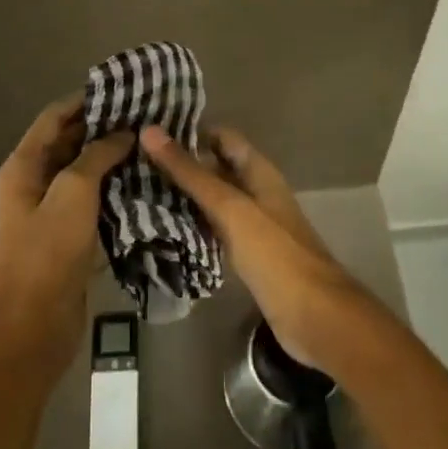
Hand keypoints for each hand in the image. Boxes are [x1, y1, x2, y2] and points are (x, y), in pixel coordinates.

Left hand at [0, 95, 131, 386]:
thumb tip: (123, 133)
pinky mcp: (68, 233)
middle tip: (146, 116)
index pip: (55, 116)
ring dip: (112, 157)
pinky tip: (145, 180)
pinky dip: (114, 186)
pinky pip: (93, 198)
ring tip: (150, 143)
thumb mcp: (73, 193)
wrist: (35, 325)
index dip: (86, 100)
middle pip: (70, 141)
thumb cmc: (48, 251)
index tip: (124, 90)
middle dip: (104, 127)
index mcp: (24, 165)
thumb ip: (97, 155)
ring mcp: (51, 208)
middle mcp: (34, 181)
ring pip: (84, 170)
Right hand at [139, 125, 367, 371]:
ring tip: (138, 190)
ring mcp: (252, 224)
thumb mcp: (230, 207)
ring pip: (212, 200)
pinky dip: (191, 225)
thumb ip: (191, 173)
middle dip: (181, 164)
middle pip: (215, 168)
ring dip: (183, 196)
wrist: (314, 316)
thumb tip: (150, 132)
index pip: (221, 137)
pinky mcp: (246, 255)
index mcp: (258, 171)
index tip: (150, 132)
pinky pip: (214, 230)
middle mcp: (256, 192)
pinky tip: (161, 228)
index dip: (190, 131)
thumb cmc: (274, 253)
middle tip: (133, 162)